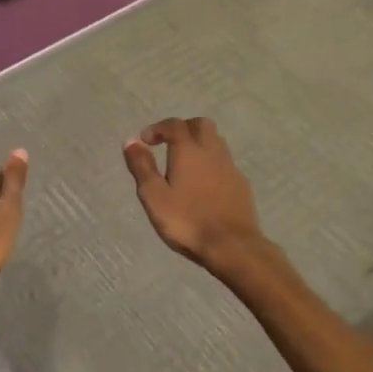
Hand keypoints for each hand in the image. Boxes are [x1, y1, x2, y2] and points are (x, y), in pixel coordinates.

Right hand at [123, 117, 266, 273]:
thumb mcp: (154, 196)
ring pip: (216, 142)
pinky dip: (212, 163)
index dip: (159, 128)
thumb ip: (142, 166)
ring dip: (199, 144)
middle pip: (201, 125)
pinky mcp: (241, 185)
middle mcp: (212, 152)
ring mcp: (230, 168)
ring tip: (185, 163)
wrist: (232, 246)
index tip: (146, 140)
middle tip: (168, 143)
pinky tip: (204, 183)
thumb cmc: (187, 220)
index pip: (175, 125)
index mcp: (189, 151)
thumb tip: (131, 141)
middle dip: (183, 128)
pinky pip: (225, 163)